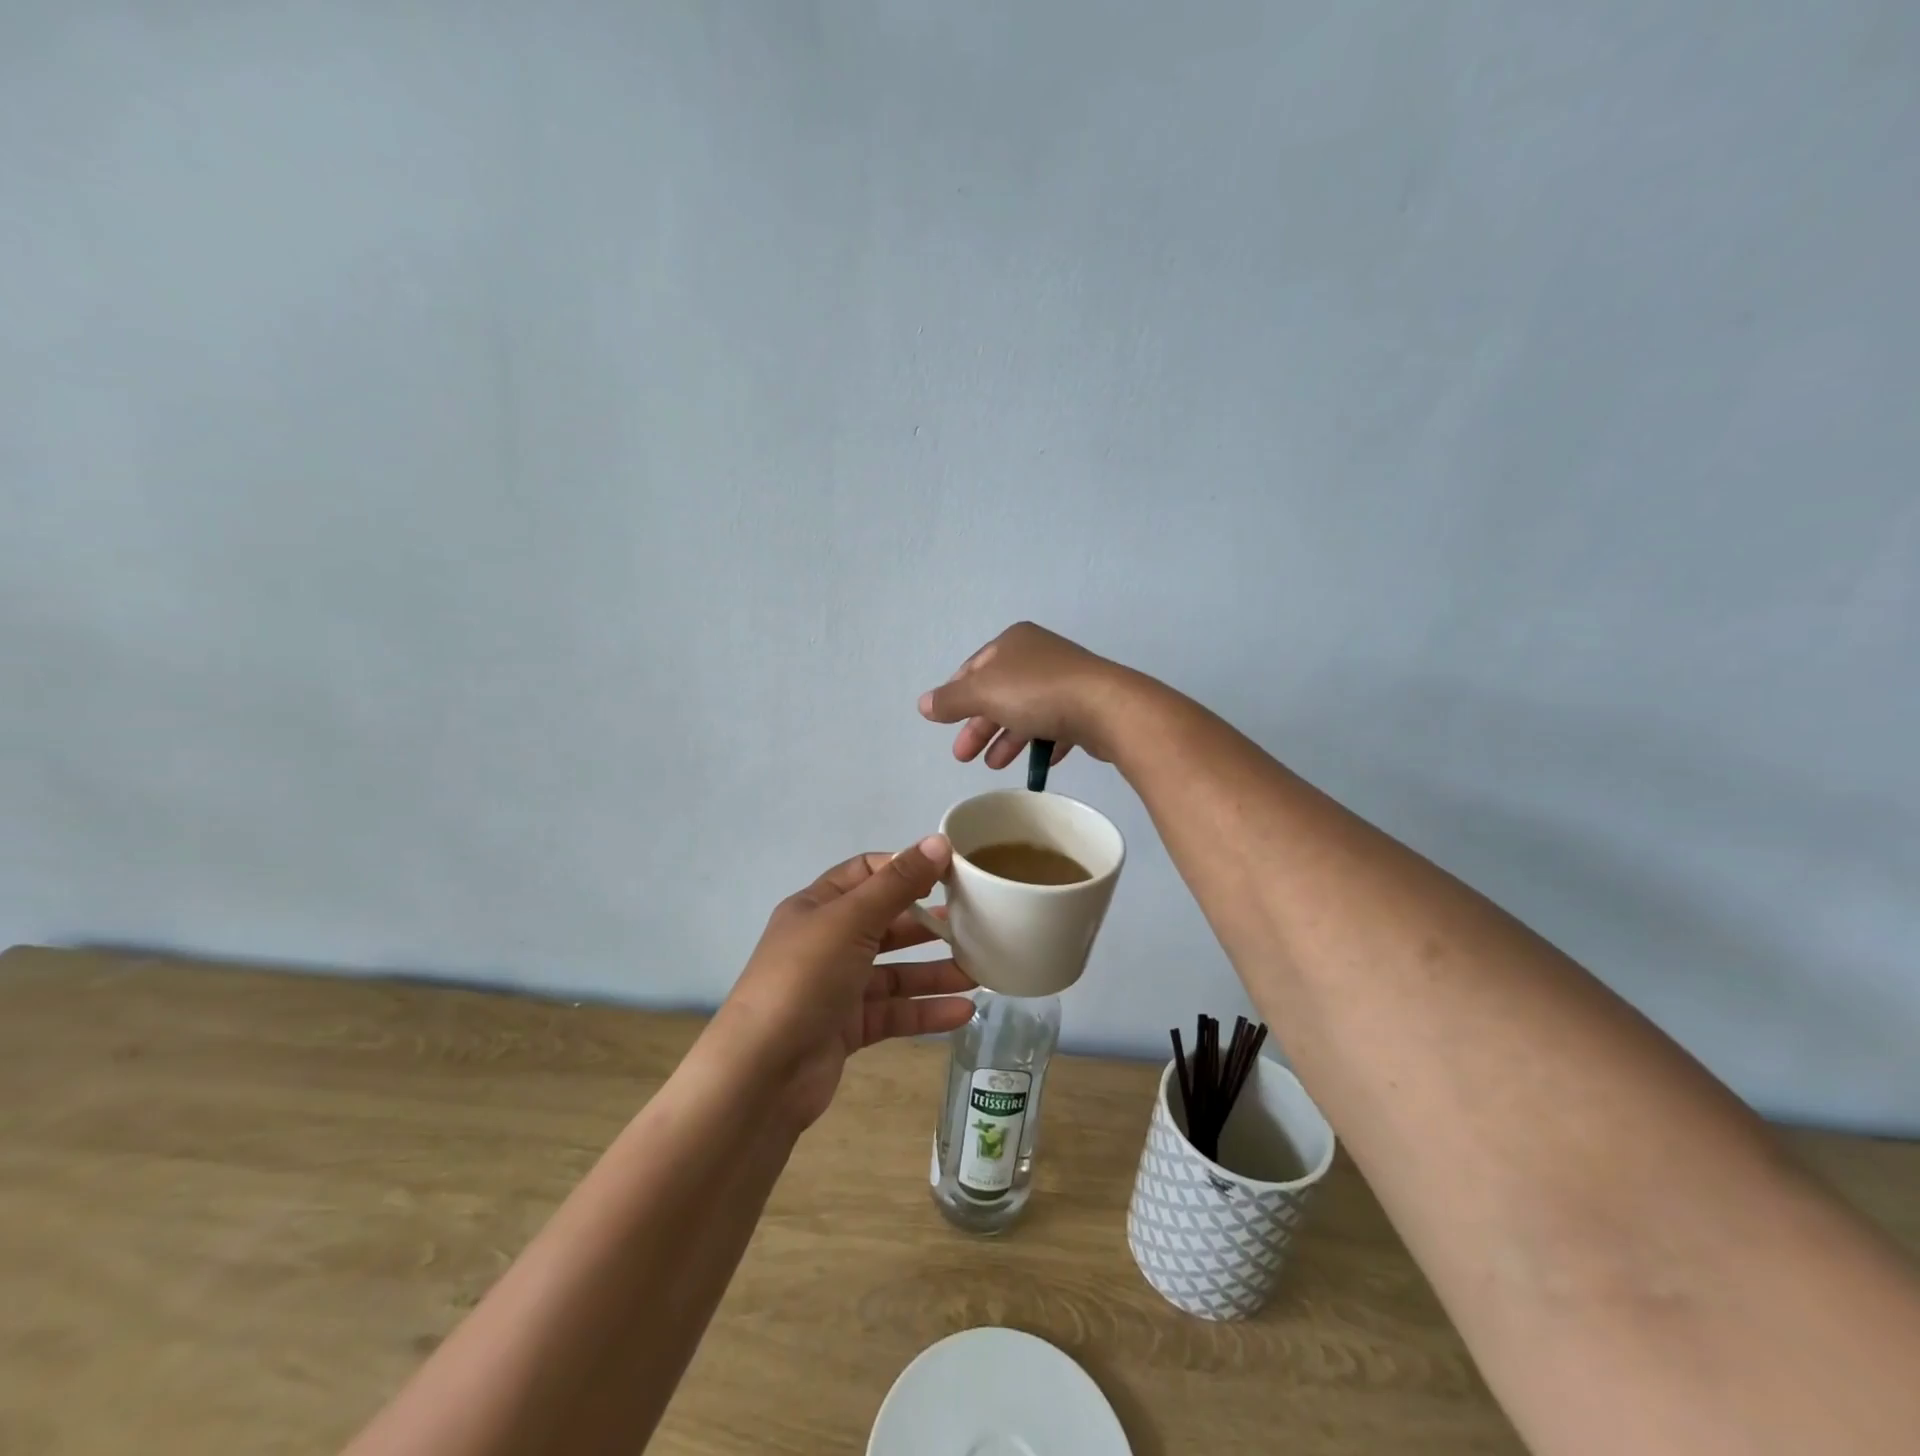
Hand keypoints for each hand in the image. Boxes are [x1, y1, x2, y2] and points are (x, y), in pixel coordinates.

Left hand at [713, 836, 975, 1129]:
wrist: (761, 1074)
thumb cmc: (805, 978)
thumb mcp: (852, 920)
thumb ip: (898, 883)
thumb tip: (939, 841)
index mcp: (818, 906)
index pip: (866, 873)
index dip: (905, 869)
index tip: (949, 874)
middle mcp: (826, 942)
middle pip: (886, 923)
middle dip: (928, 924)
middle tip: (974, 925)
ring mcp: (836, 988)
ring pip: (894, 972)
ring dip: (934, 971)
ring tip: (979, 972)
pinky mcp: (847, 1029)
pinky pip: (893, 1012)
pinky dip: (926, 1011)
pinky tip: (963, 1012)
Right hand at [918, 622, 1138, 768]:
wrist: (1107, 708)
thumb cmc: (1037, 692)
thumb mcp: (983, 693)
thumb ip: (951, 700)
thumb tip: (923, 705)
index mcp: (1013, 643)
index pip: (974, 668)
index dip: (956, 695)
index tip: (945, 724)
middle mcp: (1039, 655)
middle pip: (998, 693)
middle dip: (979, 725)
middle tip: (963, 756)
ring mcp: (1066, 680)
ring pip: (1025, 711)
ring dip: (1006, 739)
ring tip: (994, 765)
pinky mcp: (1086, 706)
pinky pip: (1055, 725)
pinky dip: (1041, 743)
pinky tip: (1036, 764)